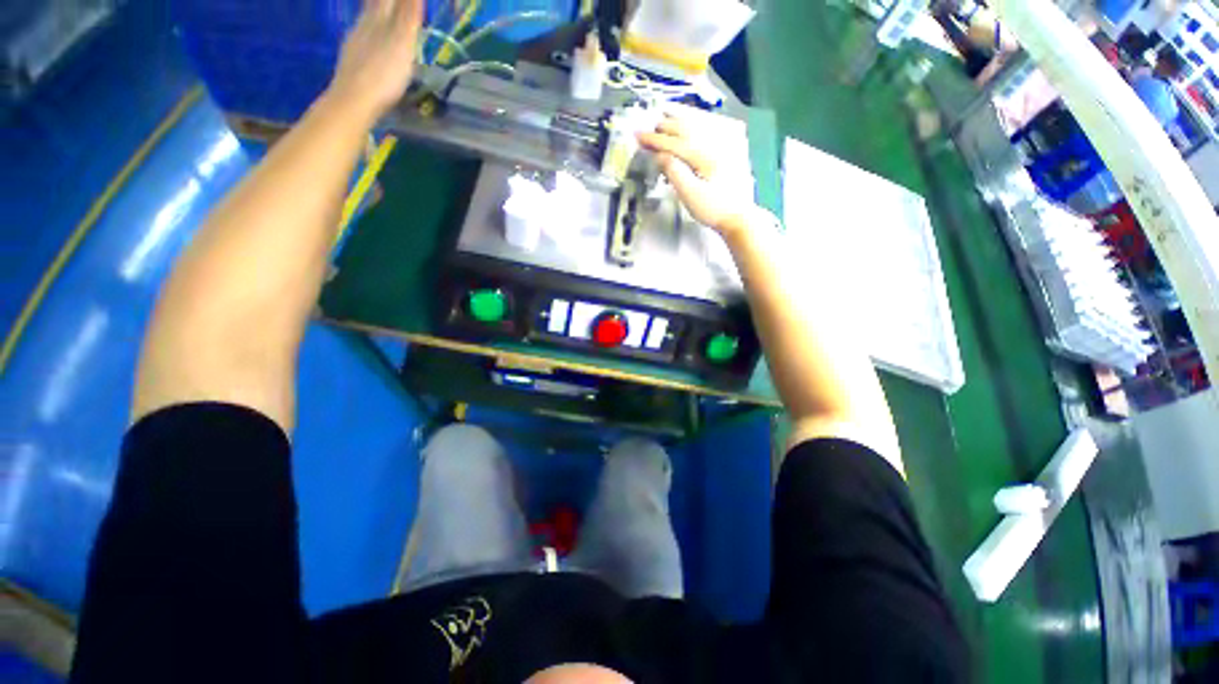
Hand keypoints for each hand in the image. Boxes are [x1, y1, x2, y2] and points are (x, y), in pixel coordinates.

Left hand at [327, 0, 422, 121]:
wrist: (354, 101)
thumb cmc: (383, 74)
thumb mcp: (402, 44)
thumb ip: (408, 16)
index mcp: (377, 19)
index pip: (389, 0)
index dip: (403, 0)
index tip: (412, 0)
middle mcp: (363, 25)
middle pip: (375, 6)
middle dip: (387, 4)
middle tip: (399, 6)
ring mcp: (354, 42)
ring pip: (366, 20)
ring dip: (376, 15)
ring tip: (384, 15)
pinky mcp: (351, 60)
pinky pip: (361, 37)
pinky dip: (370, 32)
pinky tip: (372, 40)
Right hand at [637, 117, 753, 237]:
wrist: (739, 215)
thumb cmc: (713, 209)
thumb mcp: (690, 195)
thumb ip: (674, 172)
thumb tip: (659, 154)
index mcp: (705, 155)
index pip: (674, 143)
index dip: (654, 139)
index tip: (638, 136)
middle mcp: (716, 142)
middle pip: (686, 127)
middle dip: (664, 126)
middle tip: (646, 128)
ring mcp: (726, 142)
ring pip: (699, 121)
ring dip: (680, 116)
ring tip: (664, 112)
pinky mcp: (731, 146)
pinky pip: (712, 124)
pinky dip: (697, 119)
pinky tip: (692, 117)